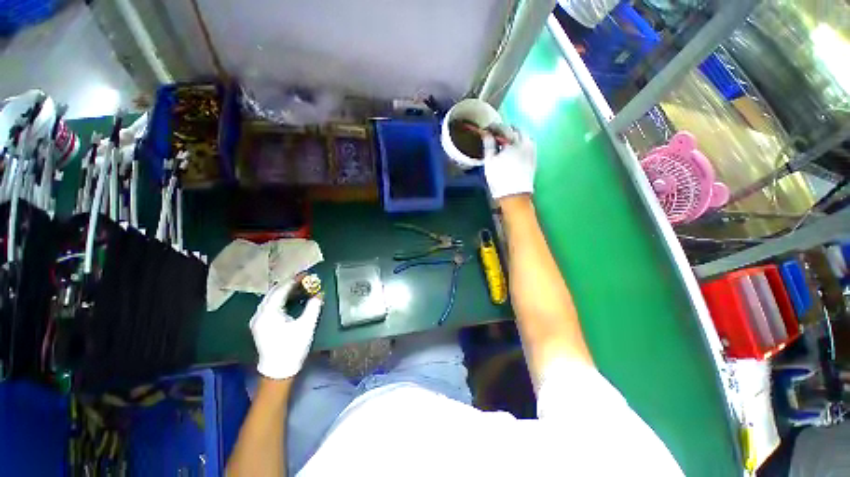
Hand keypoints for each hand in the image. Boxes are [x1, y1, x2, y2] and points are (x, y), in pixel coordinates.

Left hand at [249, 280, 322, 379]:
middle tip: (303, 279)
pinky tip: (290, 299)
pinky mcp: (260, 325)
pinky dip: (280, 299)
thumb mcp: (306, 326)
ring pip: (270, 299)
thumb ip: (313, 307)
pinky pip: (269, 306)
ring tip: (299, 286)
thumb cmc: (293, 347)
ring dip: (284, 291)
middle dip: (288, 284)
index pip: (280, 291)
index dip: (293, 281)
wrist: (278, 370)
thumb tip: (320, 293)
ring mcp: (258, 320)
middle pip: (273, 293)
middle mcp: (259, 315)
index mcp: (269, 314)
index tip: (305, 274)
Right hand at [482, 125, 536, 199]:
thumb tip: (486, 133)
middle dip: (507, 129)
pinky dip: (522, 142)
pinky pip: (529, 144)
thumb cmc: (499, 179)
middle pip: (517, 129)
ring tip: (507, 140)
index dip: (495, 127)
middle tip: (497, 133)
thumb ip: (489, 145)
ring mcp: (531, 150)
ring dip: (516, 134)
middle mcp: (525, 143)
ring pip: (525, 135)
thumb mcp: (490, 162)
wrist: (515, 195)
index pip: (503, 128)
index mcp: (513, 143)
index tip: (487, 128)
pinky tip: (516, 148)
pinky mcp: (534, 158)